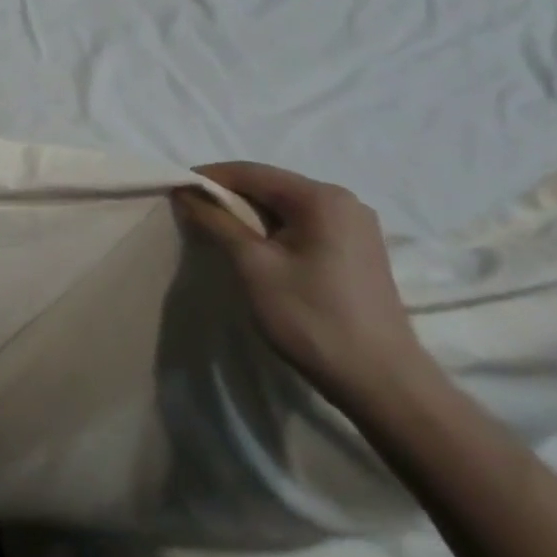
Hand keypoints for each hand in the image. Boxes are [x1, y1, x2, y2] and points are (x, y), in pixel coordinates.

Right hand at [173, 162, 427, 408]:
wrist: (382, 384)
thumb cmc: (312, 318)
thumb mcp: (253, 265)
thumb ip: (217, 222)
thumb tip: (185, 193)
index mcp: (321, 197)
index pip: (250, 172)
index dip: (207, 178)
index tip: (174, 192)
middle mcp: (343, 202)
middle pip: (269, 186)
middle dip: (227, 198)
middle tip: (190, 215)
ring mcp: (354, 227)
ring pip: (284, 207)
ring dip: (247, 216)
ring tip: (215, 233)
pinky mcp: (356, 250)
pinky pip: (301, 225)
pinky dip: (271, 231)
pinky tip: (253, 251)